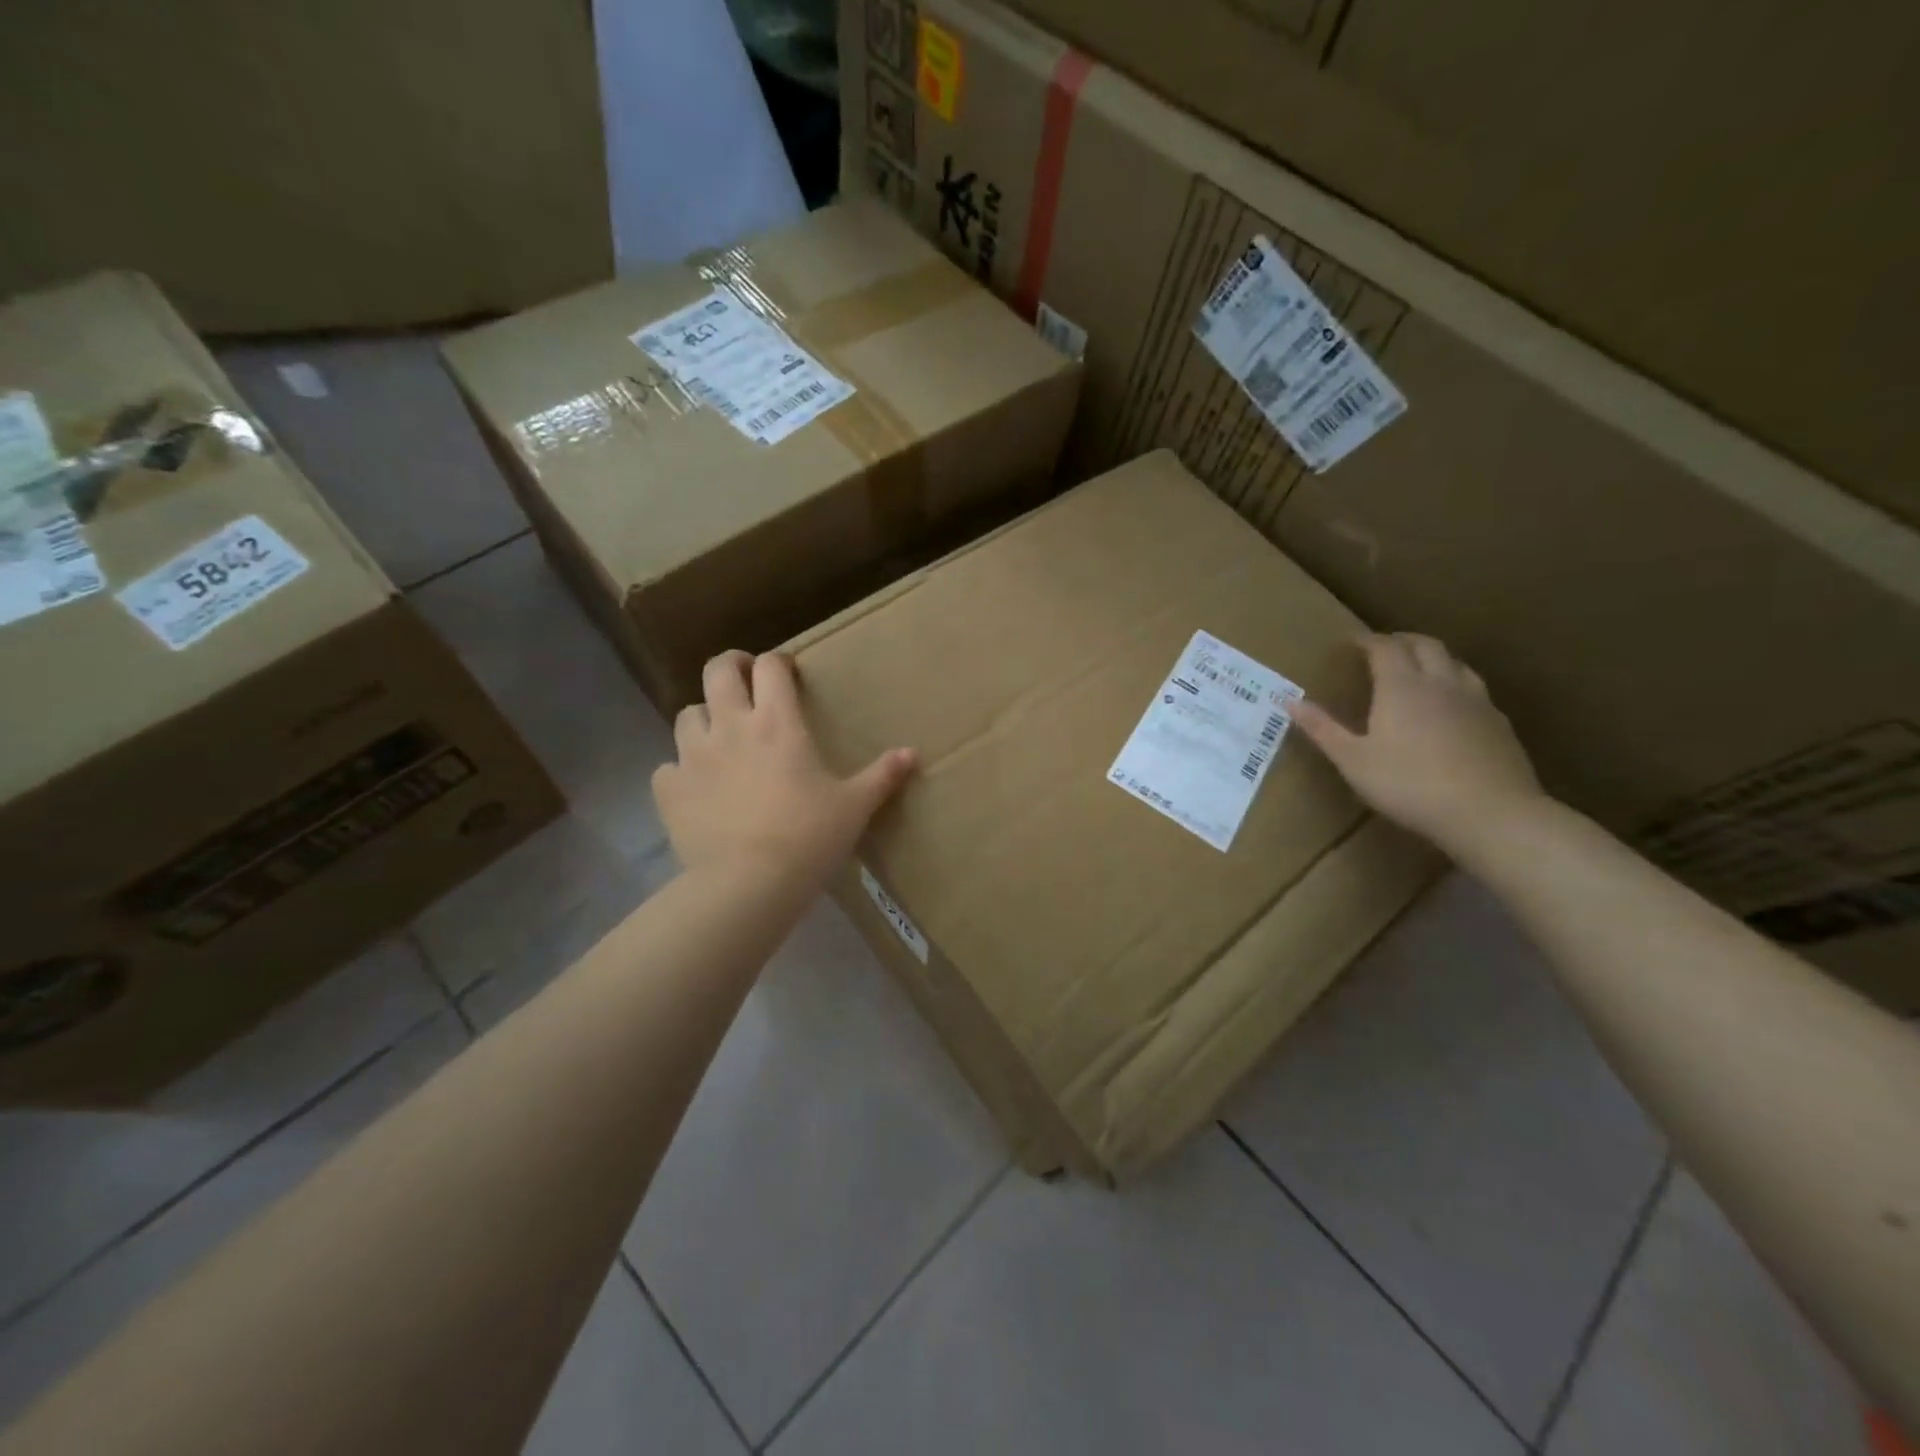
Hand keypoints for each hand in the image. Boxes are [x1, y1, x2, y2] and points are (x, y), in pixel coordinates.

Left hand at [652, 651, 916, 889]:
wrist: (749, 884)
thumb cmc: (809, 837)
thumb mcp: (854, 806)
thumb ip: (882, 775)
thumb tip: (912, 753)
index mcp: (778, 723)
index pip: (770, 667)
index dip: (777, 662)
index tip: (786, 673)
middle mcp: (731, 727)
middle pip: (718, 671)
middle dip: (731, 667)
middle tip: (745, 681)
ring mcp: (693, 756)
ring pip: (687, 714)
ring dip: (704, 718)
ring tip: (719, 737)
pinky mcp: (670, 789)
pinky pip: (668, 766)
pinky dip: (681, 770)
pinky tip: (697, 787)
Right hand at [1292, 633, 1545, 852]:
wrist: (1489, 813)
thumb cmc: (1409, 785)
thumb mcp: (1353, 761)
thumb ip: (1323, 729)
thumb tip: (1290, 701)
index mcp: (1402, 687)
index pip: (1385, 647)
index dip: (1366, 640)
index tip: (1350, 642)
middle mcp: (1440, 683)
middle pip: (1425, 645)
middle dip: (1401, 640)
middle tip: (1382, 647)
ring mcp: (1476, 701)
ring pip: (1455, 662)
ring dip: (1432, 657)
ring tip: (1417, 669)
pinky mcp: (1499, 723)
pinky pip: (1474, 689)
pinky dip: (1455, 684)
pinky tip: (1450, 707)